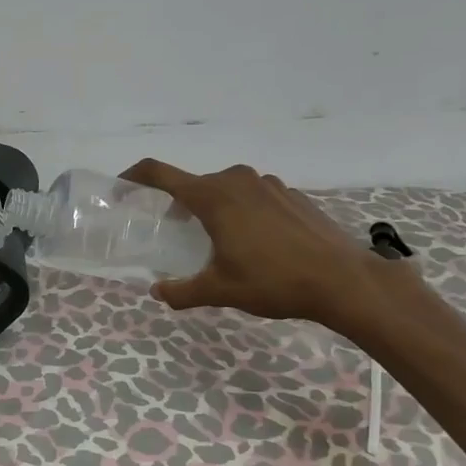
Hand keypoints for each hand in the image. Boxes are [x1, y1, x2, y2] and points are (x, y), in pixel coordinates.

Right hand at [121, 159, 397, 332]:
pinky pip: (253, 195)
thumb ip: (183, 291)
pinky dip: (242, 210)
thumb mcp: (220, 291)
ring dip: (213, 207)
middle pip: (195, 184)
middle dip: (178, 204)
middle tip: (174, 232)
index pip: (160, 173)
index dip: (135, 176)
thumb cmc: (274, 281)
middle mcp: (237, 180)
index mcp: (213, 197)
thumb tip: (158, 291)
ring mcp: (268, 184)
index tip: (122, 186)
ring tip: (218, 241)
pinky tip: (256, 242)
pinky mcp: (291, 194)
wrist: (343, 280)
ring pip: (226, 188)